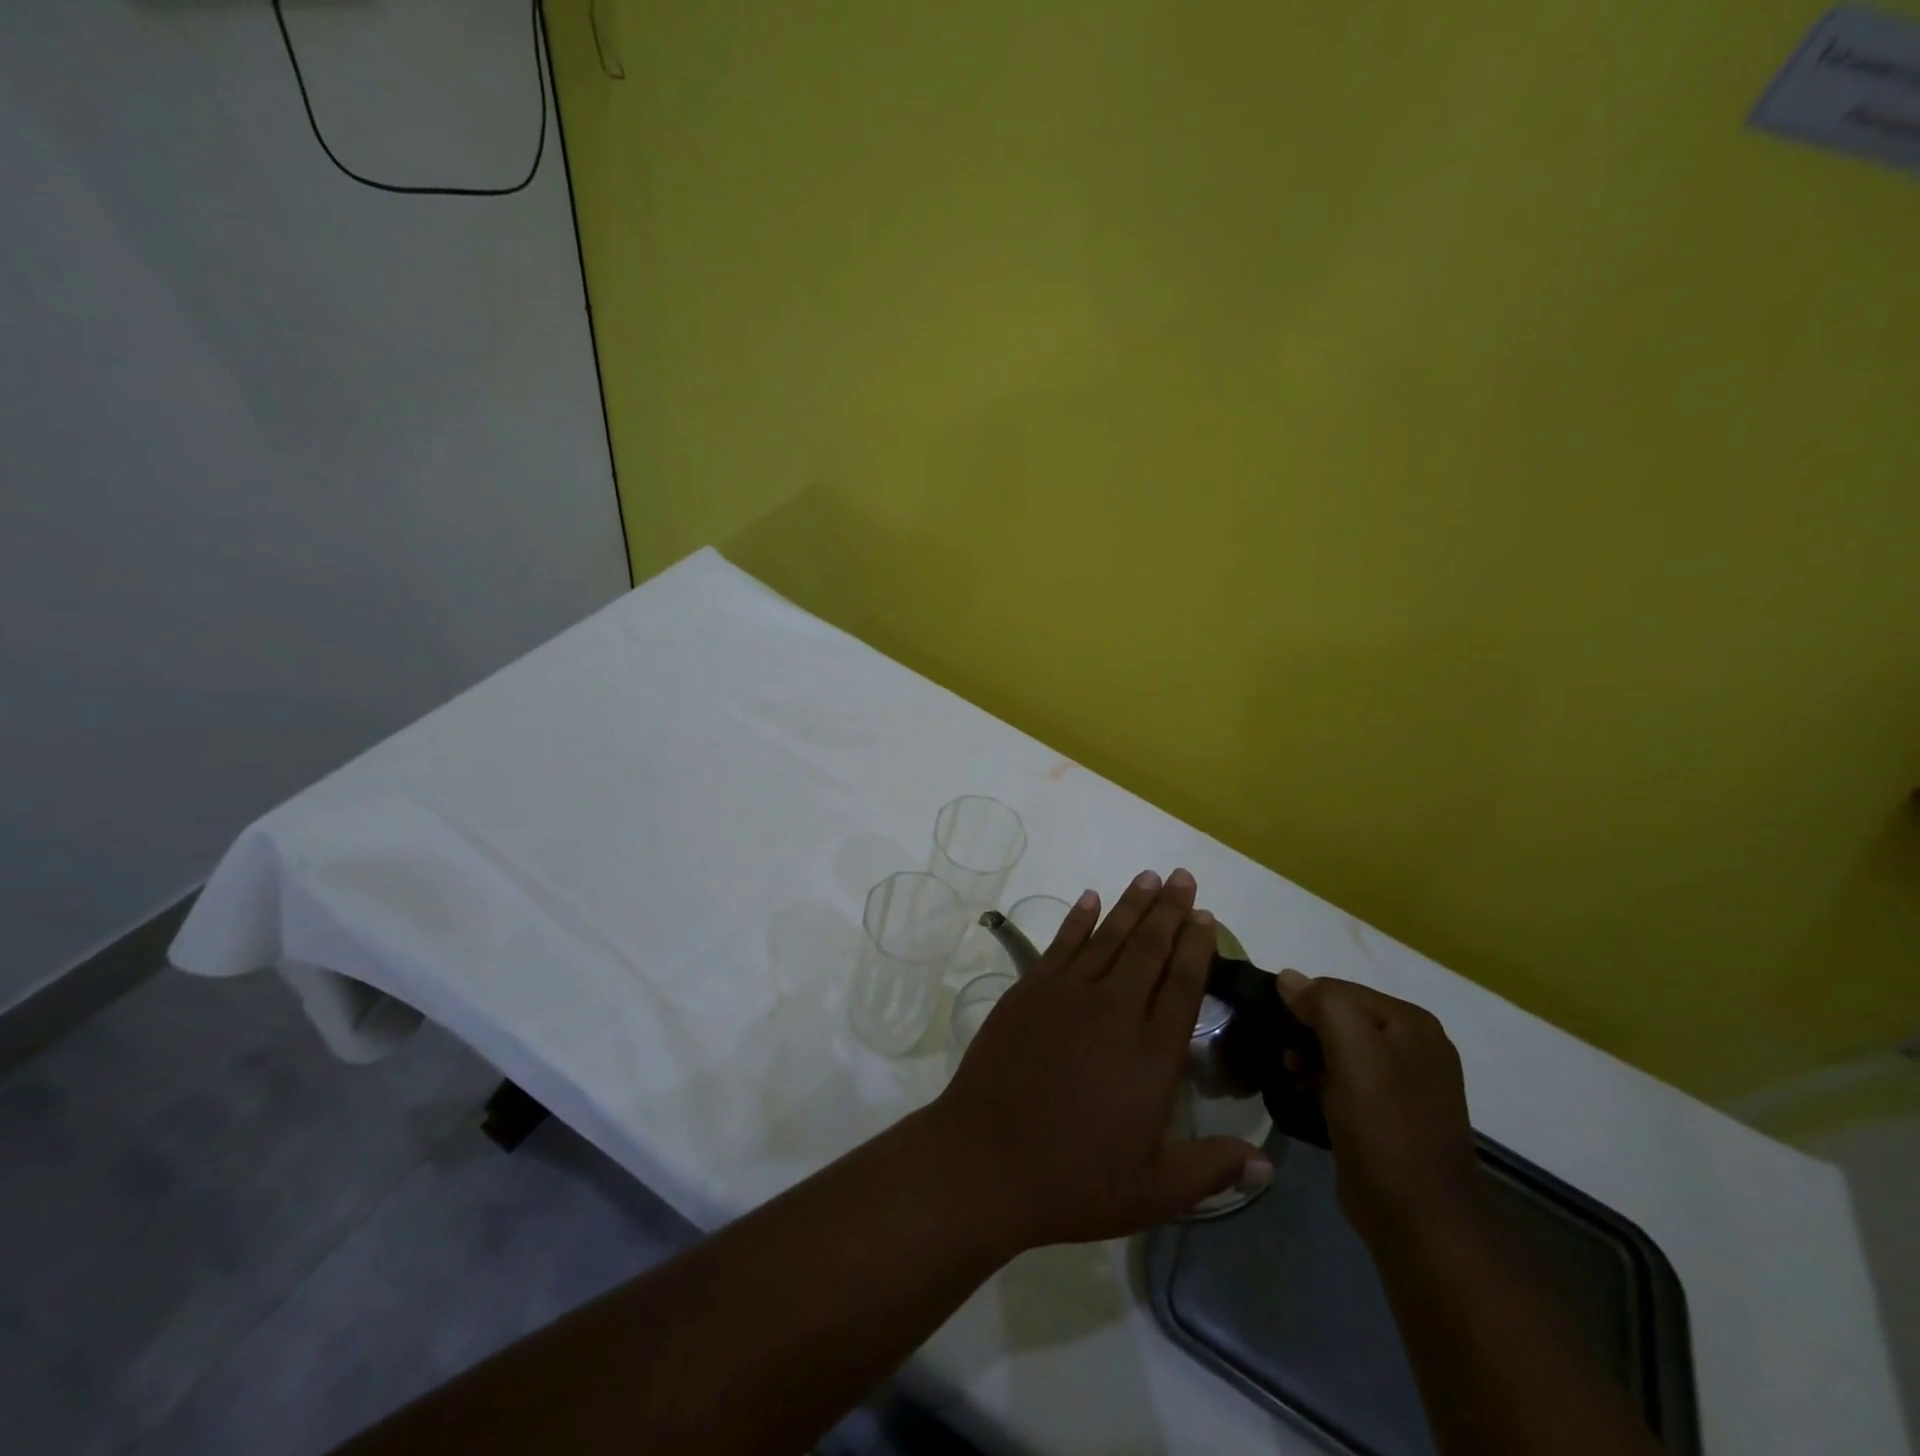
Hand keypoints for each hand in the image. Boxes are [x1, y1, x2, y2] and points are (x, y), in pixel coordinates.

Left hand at [929, 869, 1271, 1250]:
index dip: (1197, 946)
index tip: (1205, 916)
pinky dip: (1078, 918)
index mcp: (1152, 1053)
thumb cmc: (1074, 1178)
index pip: (1183, 984)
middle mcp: (1114, 1010)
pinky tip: (1090, 898)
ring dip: (1131, 904)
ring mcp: (1067, 994)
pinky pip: (1061, 944)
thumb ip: (1212, 1169)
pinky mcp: (1029, 991)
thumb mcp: (1154, 1189)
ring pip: (1108, 936)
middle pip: (1149, 947)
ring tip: (1149, 877)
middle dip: (1169, 909)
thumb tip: (1268, 1166)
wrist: (986, 1160)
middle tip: (1183, 877)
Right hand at [1277, 972, 1483, 1247]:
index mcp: (1411, 1023)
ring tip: (1290, 1076)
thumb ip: (1323, 1003)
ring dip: (1309, 1058)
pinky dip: (1321, 1082)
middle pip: (1340, 1018)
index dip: (1303, 1004)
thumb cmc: (1383, 1126)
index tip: (1278, 1030)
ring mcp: (1406, 1084)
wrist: (1417, 1218)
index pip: (1338, 989)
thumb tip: (1289, 979)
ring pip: (1340, 1050)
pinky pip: (1346, 1081)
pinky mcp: (1390, 1115)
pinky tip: (1305, 1096)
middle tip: (1284, 1057)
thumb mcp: (1352, 1050)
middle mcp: (1414, 1046)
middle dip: (1305, 1031)